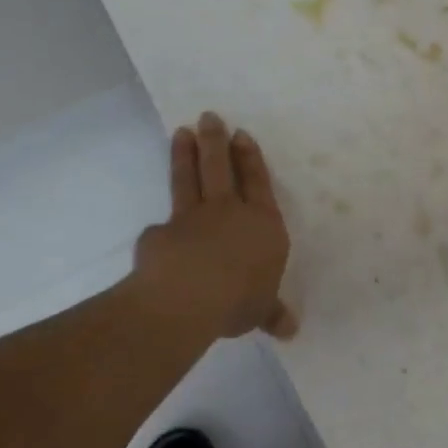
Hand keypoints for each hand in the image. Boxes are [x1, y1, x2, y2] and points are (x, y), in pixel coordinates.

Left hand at [132, 112, 296, 340]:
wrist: (189, 297)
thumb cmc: (240, 299)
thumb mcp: (262, 311)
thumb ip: (272, 313)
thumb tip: (291, 330)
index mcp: (262, 224)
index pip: (258, 182)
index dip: (250, 158)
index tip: (241, 134)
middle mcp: (228, 212)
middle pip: (220, 168)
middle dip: (215, 141)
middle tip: (208, 116)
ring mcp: (192, 218)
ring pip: (189, 179)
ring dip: (185, 155)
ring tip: (181, 132)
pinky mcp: (161, 233)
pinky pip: (162, 228)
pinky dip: (161, 229)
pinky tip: (156, 233)